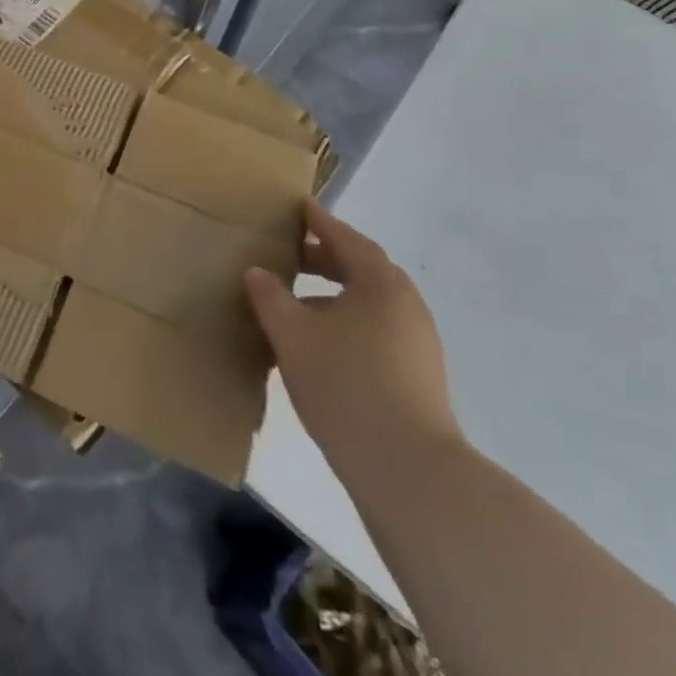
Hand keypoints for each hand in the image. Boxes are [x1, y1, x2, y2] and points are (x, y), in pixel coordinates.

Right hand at [246, 199, 461, 474]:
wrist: (408, 469)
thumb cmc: (345, 385)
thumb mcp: (293, 336)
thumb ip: (271, 298)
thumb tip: (258, 272)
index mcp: (380, 283)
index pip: (345, 238)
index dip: (318, 221)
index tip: (298, 206)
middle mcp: (406, 304)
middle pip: (360, 268)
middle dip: (324, 258)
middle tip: (289, 253)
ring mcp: (417, 341)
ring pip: (367, 302)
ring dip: (332, 294)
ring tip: (295, 302)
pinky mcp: (418, 374)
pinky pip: (375, 329)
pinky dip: (345, 322)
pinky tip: (317, 345)